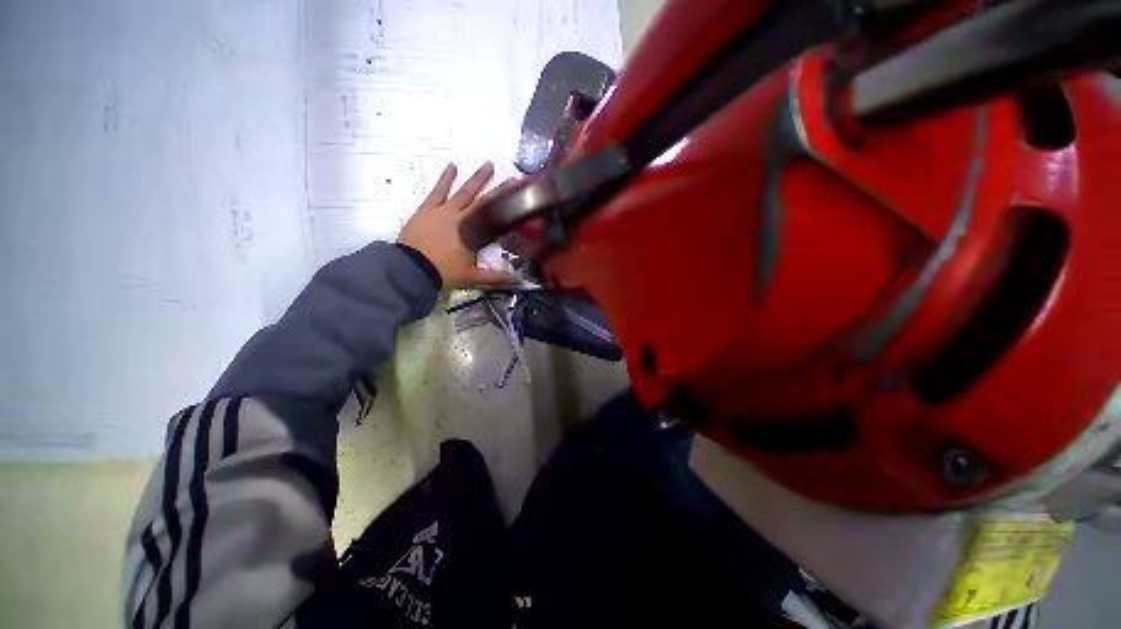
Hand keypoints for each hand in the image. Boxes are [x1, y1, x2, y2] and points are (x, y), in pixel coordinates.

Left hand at [398, 162, 516, 288]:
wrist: (412, 269)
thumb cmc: (444, 272)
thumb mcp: (472, 277)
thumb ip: (495, 278)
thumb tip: (517, 282)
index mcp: (473, 233)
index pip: (494, 215)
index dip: (507, 204)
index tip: (519, 193)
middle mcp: (461, 217)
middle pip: (483, 200)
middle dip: (498, 189)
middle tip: (511, 177)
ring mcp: (443, 211)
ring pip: (463, 191)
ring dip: (476, 178)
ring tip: (488, 164)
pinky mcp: (427, 209)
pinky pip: (438, 191)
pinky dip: (445, 178)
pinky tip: (452, 166)